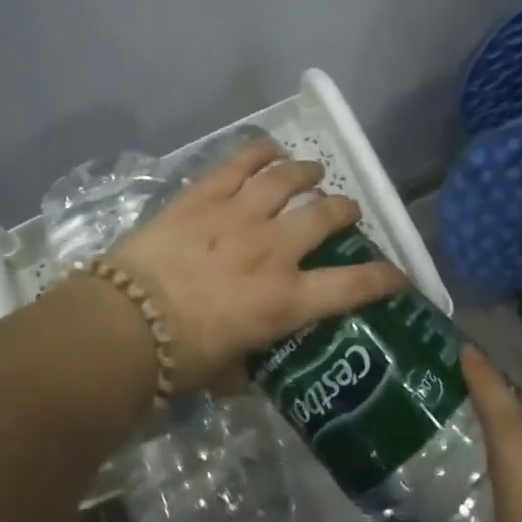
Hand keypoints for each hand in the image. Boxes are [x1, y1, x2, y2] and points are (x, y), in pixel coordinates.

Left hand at [104, 136, 406, 391]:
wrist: (124, 324)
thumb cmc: (178, 359)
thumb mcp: (226, 373)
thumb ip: (248, 361)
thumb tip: (250, 362)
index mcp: (284, 301)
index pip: (352, 286)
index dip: (383, 278)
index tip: (398, 274)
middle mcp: (272, 250)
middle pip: (323, 216)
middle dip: (343, 209)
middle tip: (346, 209)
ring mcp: (238, 216)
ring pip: (286, 180)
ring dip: (306, 172)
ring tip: (312, 170)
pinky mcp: (203, 197)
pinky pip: (238, 164)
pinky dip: (258, 152)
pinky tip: (269, 148)